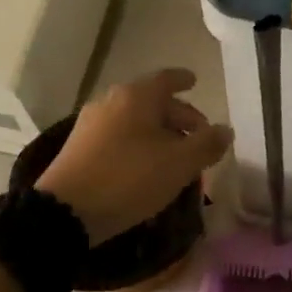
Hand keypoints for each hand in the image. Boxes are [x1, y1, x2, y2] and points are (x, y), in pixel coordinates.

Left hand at [35, 69, 232, 244]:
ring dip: (159, 133)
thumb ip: (207, 144)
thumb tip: (226, 130)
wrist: (66, 212)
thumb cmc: (130, 179)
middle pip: (152, 101)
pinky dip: (139, 144)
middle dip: (178, 116)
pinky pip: (119, 137)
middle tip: (199, 136)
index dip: (184, 80)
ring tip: (177, 156)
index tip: (195, 81)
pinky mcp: (79, 148)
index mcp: (137, 96)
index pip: (167, 79)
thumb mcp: (179, 164)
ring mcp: (91, 124)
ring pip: (135, 121)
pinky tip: (148, 167)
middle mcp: (111, 101)